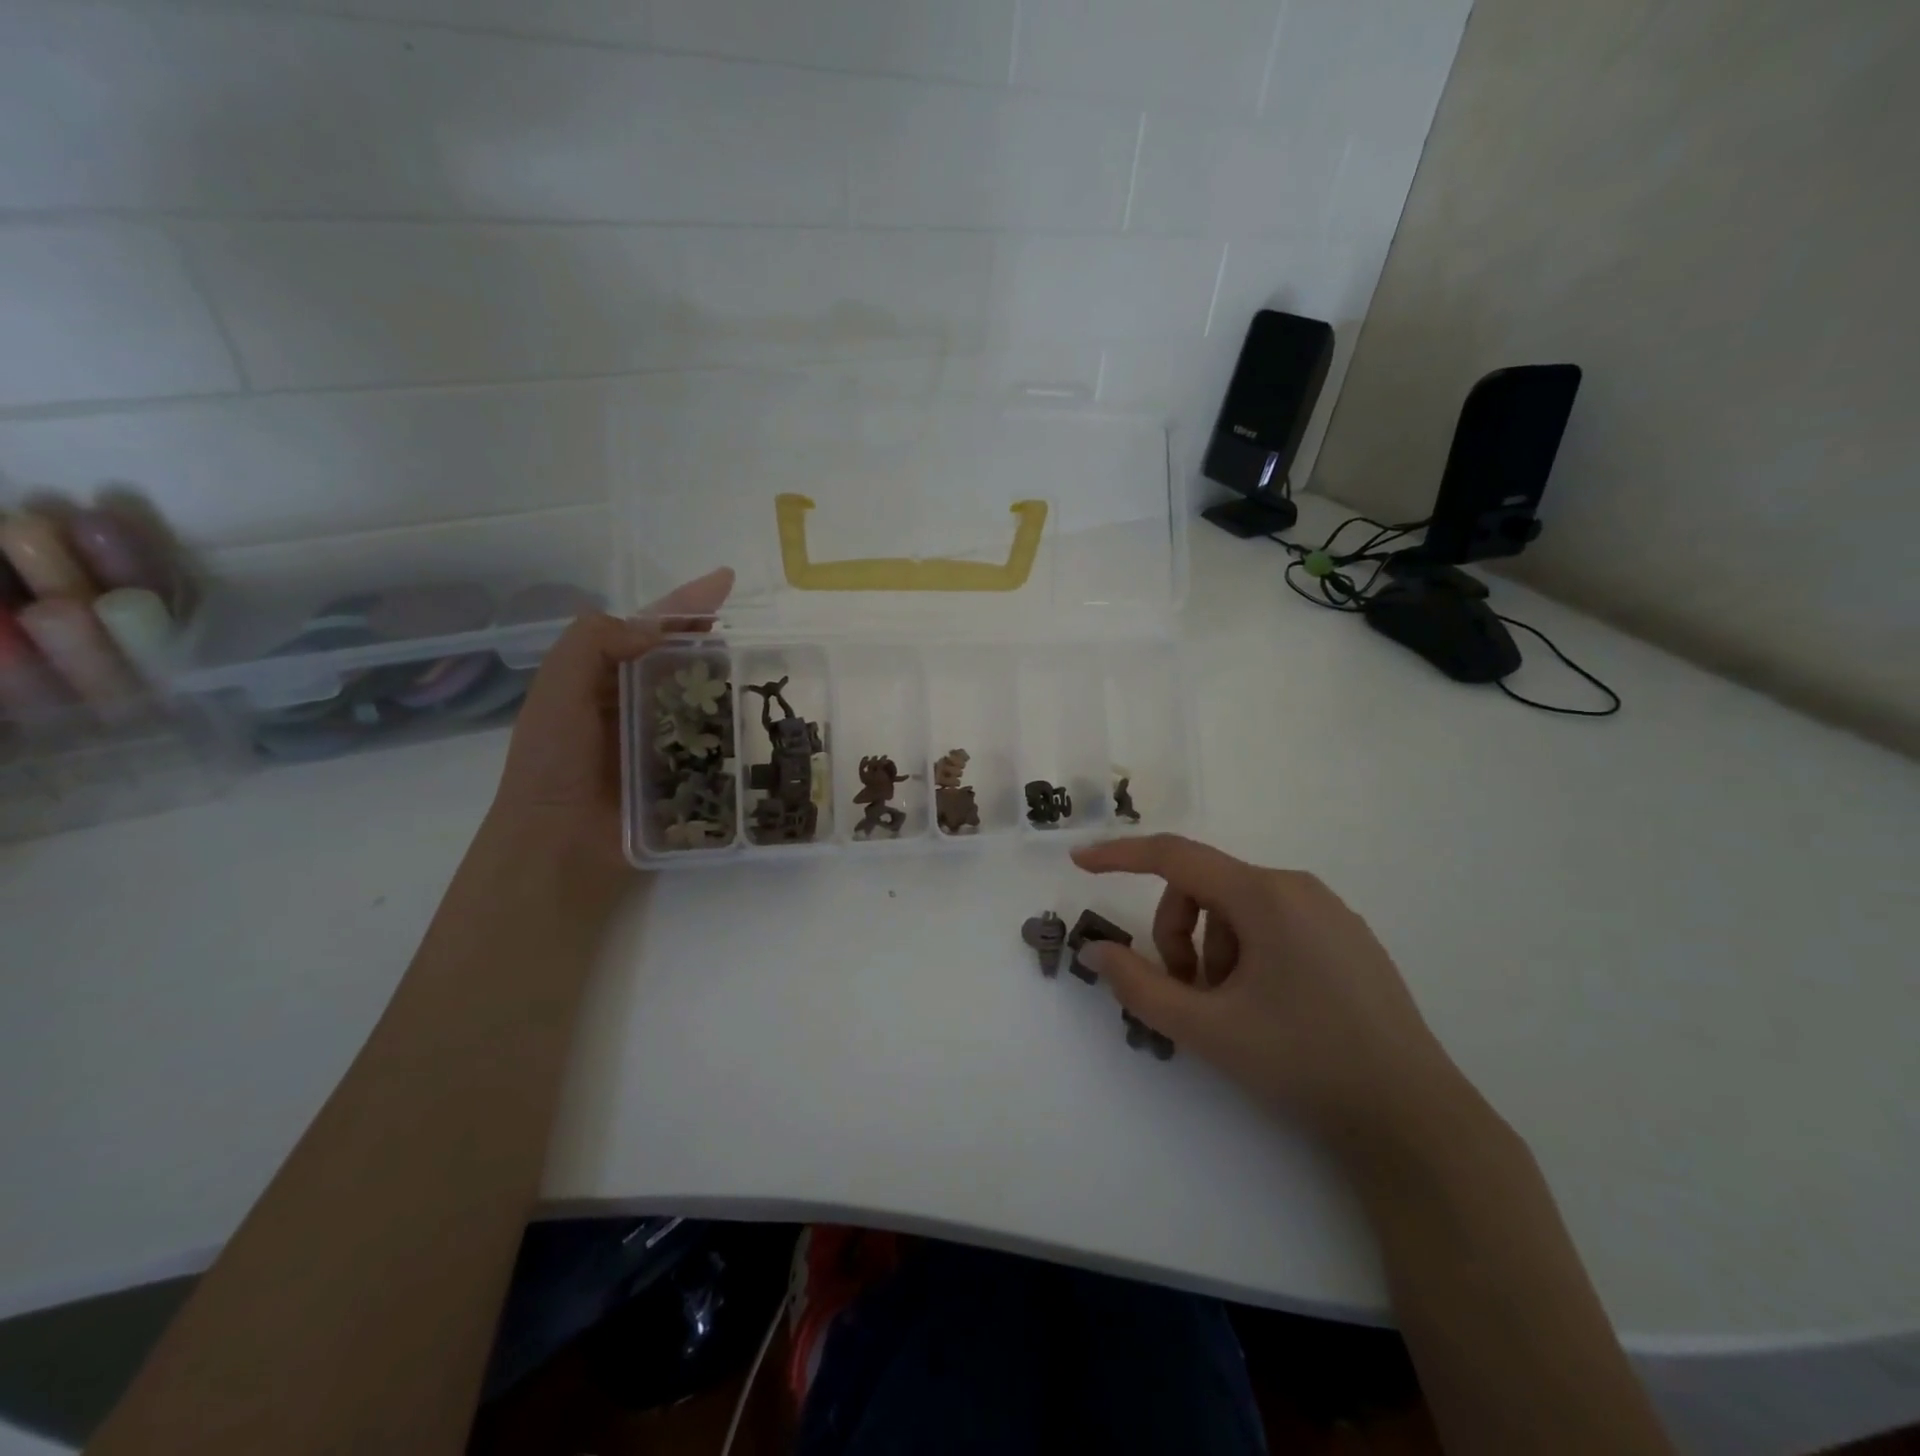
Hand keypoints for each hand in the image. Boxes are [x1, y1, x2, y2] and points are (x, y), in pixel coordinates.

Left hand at [487, 568, 733, 886]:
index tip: (726, 581)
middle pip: (683, 661)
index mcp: (601, 677)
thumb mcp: (557, 690)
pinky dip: (734, 732)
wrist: (557, 845)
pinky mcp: (680, 775)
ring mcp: (659, 740)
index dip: (686, 603)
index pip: (649, 628)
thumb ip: (593, 644)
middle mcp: (632, 703)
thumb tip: (654, 630)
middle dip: (714, 643)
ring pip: (702, 700)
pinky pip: (713, 744)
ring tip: (767, 674)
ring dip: (730, 685)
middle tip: (755, 636)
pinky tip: (760, 724)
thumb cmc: (552, 764)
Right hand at [1070, 834, 1469, 1151]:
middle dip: (1178, 934)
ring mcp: (1328, 911)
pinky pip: (1272, 924)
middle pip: (1204, 888)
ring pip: (1237, 910)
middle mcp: (1297, 888)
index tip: (1080, 865)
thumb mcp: (1207, 1029)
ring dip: (1212, 951)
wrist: (1413, 1119)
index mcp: (1265, 896)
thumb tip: (1097, 952)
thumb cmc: (1303, 1062)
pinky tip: (1264, 1007)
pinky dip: (1245, 954)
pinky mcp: (1346, 937)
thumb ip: (1140, 986)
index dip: (1120, 856)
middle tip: (1187, 994)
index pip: (1175, 856)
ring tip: (1230, 1011)